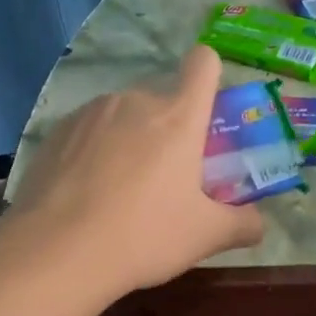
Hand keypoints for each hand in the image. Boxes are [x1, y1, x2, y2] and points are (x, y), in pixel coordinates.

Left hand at [14, 46, 262, 293]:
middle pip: (162, 99)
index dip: (209, 76)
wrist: (57, 252)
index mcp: (178, 117)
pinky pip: (87, 132)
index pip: (203, 64)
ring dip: (129, 139)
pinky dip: (93, 152)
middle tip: (165, 178)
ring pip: (122, 115)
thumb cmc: (144, 235)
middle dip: (168, 130)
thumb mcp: (205, 237)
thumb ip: (243, 224)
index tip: (206, 112)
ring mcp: (90, 113)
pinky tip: (85, 193)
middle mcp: (134, 101)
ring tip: (119, 190)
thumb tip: (259, 223)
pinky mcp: (55, 132)